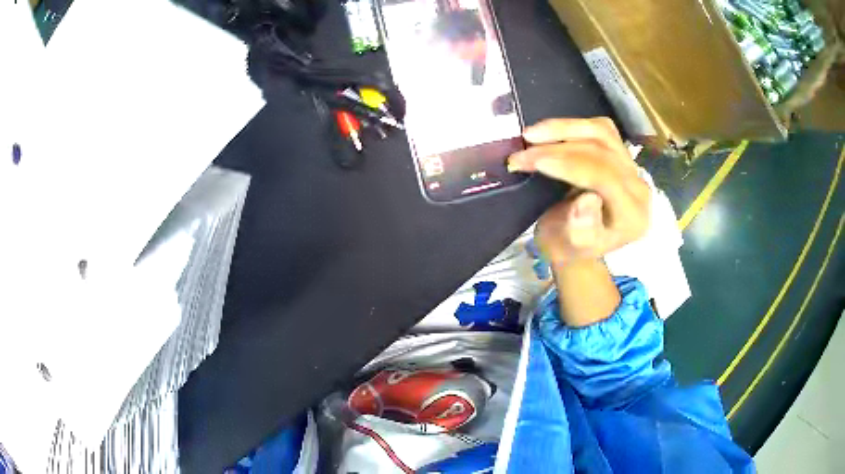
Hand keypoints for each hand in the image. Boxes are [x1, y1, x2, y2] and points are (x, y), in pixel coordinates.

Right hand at [508, 118, 649, 265]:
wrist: (576, 242)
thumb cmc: (571, 247)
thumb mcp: (570, 247)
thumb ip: (581, 229)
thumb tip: (587, 200)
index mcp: (632, 215)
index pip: (605, 178)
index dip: (569, 165)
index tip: (535, 161)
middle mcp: (638, 187)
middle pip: (601, 152)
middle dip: (556, 149)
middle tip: (520, 155)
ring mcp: (631, 167)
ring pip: (601, 133)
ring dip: (563, 129)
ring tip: (530, 135)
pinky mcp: (620, 153)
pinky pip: (600, 129)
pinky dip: (573, 126)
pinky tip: (551, 131)